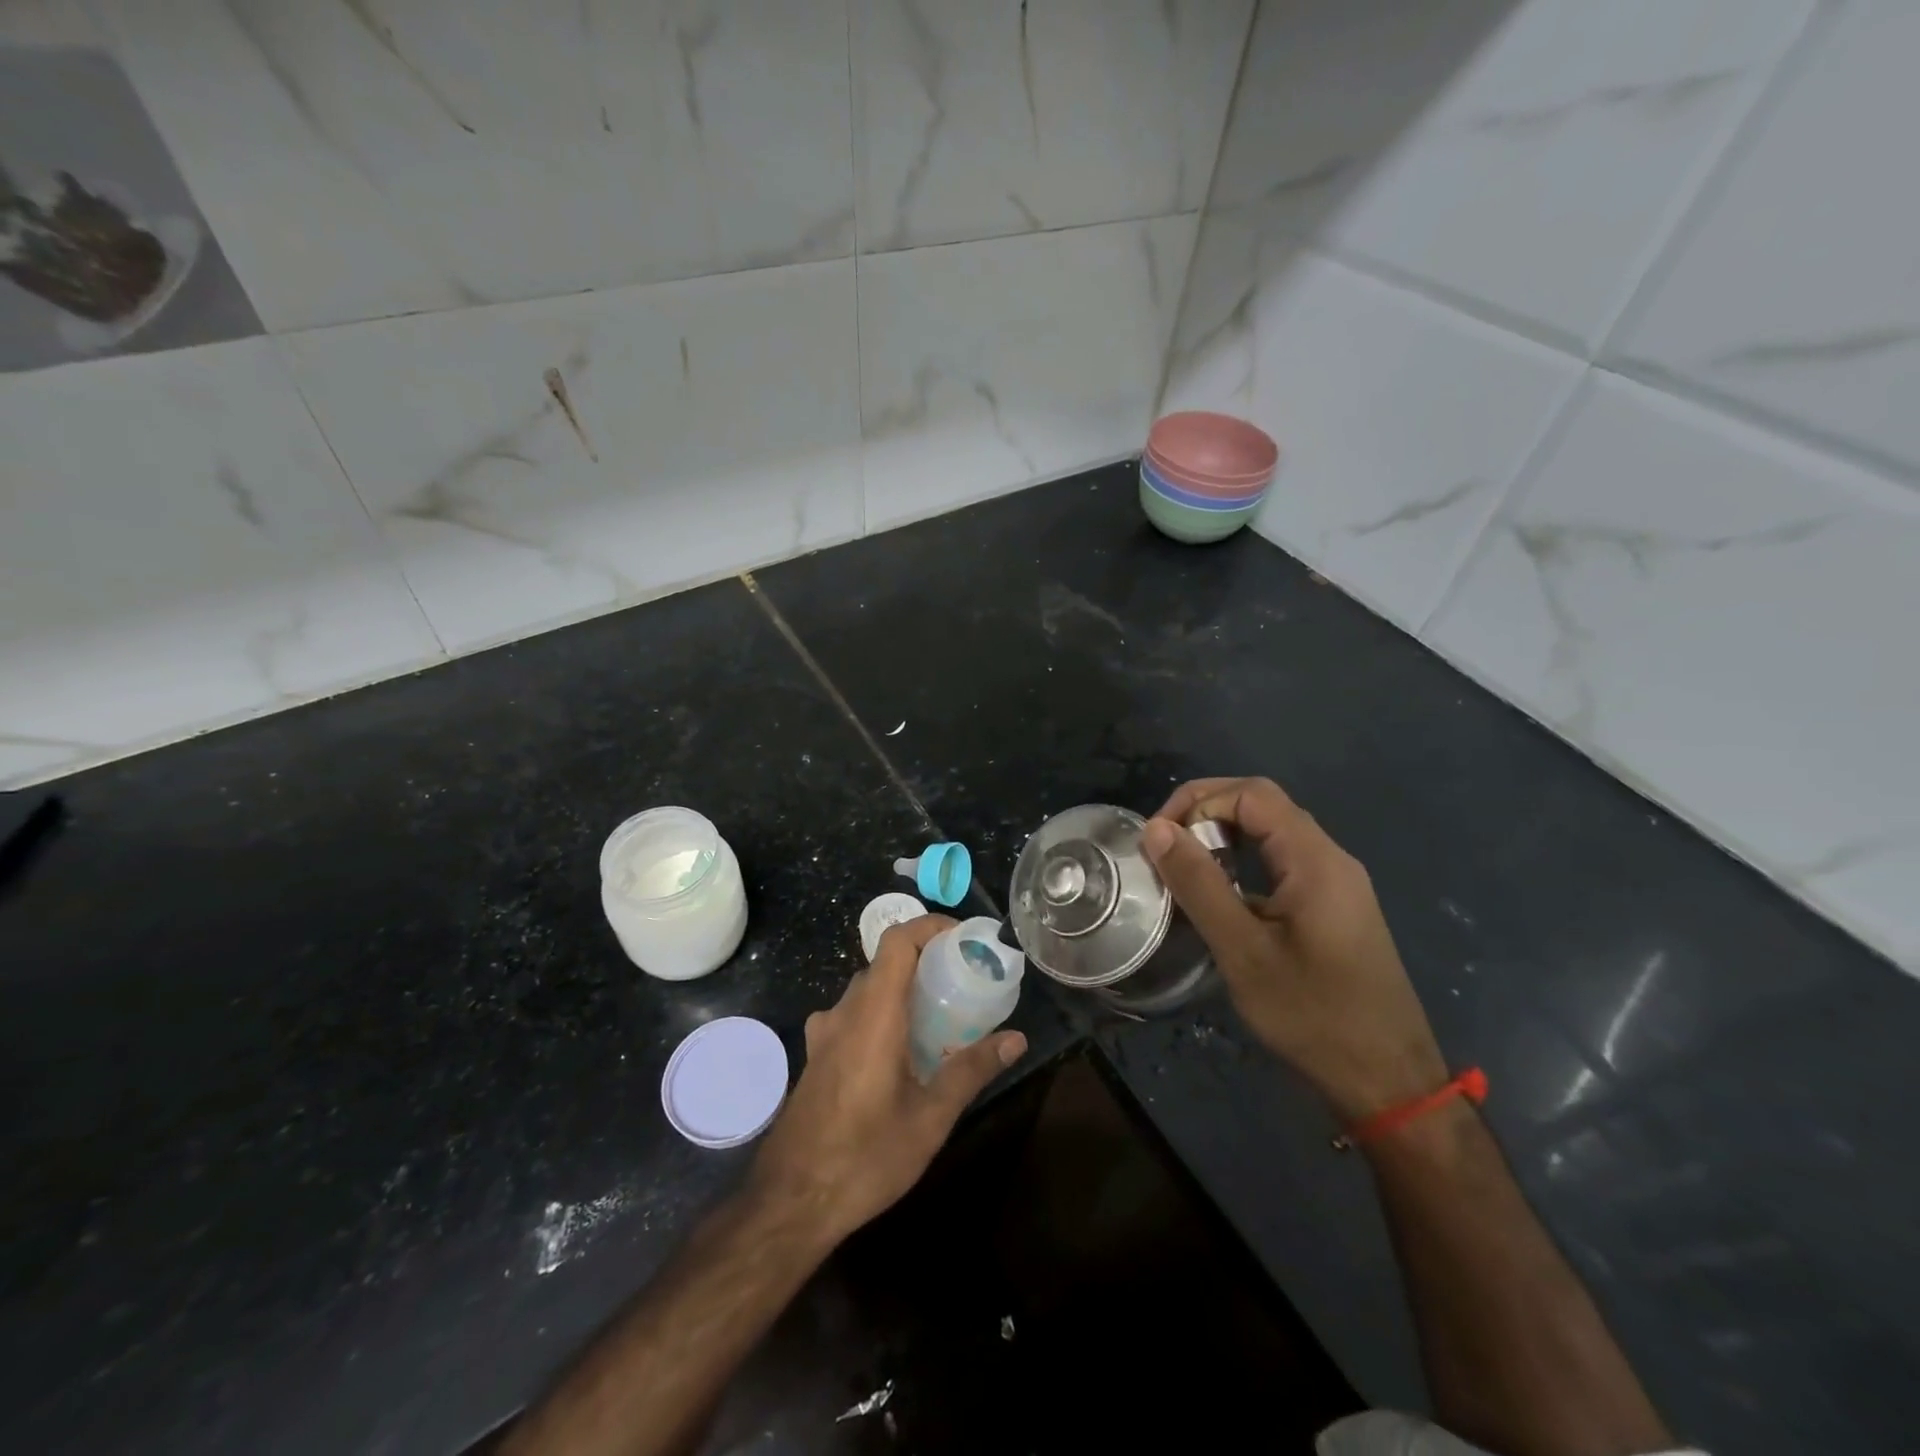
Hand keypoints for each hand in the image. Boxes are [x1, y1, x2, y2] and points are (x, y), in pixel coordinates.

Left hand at [749, 915, 1027, 1244]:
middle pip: (886, 963)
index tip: (964, 940)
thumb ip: (972, 1070)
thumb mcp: (930, 1118)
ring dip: (904, 991)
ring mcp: (824, 1033)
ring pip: (869, 990)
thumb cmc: (865, 1157)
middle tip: (964, 984)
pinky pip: (854, 1015)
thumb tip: (1016, 1039)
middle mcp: (845, 1011)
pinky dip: (882, 1014)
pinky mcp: (817, 1054)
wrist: (790, 1202)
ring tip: (940, 1018)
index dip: (930, 926)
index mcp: (873, 1014)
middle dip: (926, 963)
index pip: (897, 940)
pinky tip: (901, 1055)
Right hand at [1143, 777, 1446, 1121]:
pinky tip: (1218, 897)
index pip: (1252, 794)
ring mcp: (1336, 884)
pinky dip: (1242, 863)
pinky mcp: (1333, 908)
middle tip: (1163, 847)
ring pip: (1272, 834)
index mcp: (1315, 859)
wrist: (1388, 1081)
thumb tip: (1156, 830)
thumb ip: (1199, 884)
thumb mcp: (1243, 950)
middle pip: (1263, 805)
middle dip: (1206, 812)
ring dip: (1222, 837)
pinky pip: (1282, 864)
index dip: (1198, 801)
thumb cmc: (1313, 1015)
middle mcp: (1330, 859)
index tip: (1159, 839)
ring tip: (1181, 868)